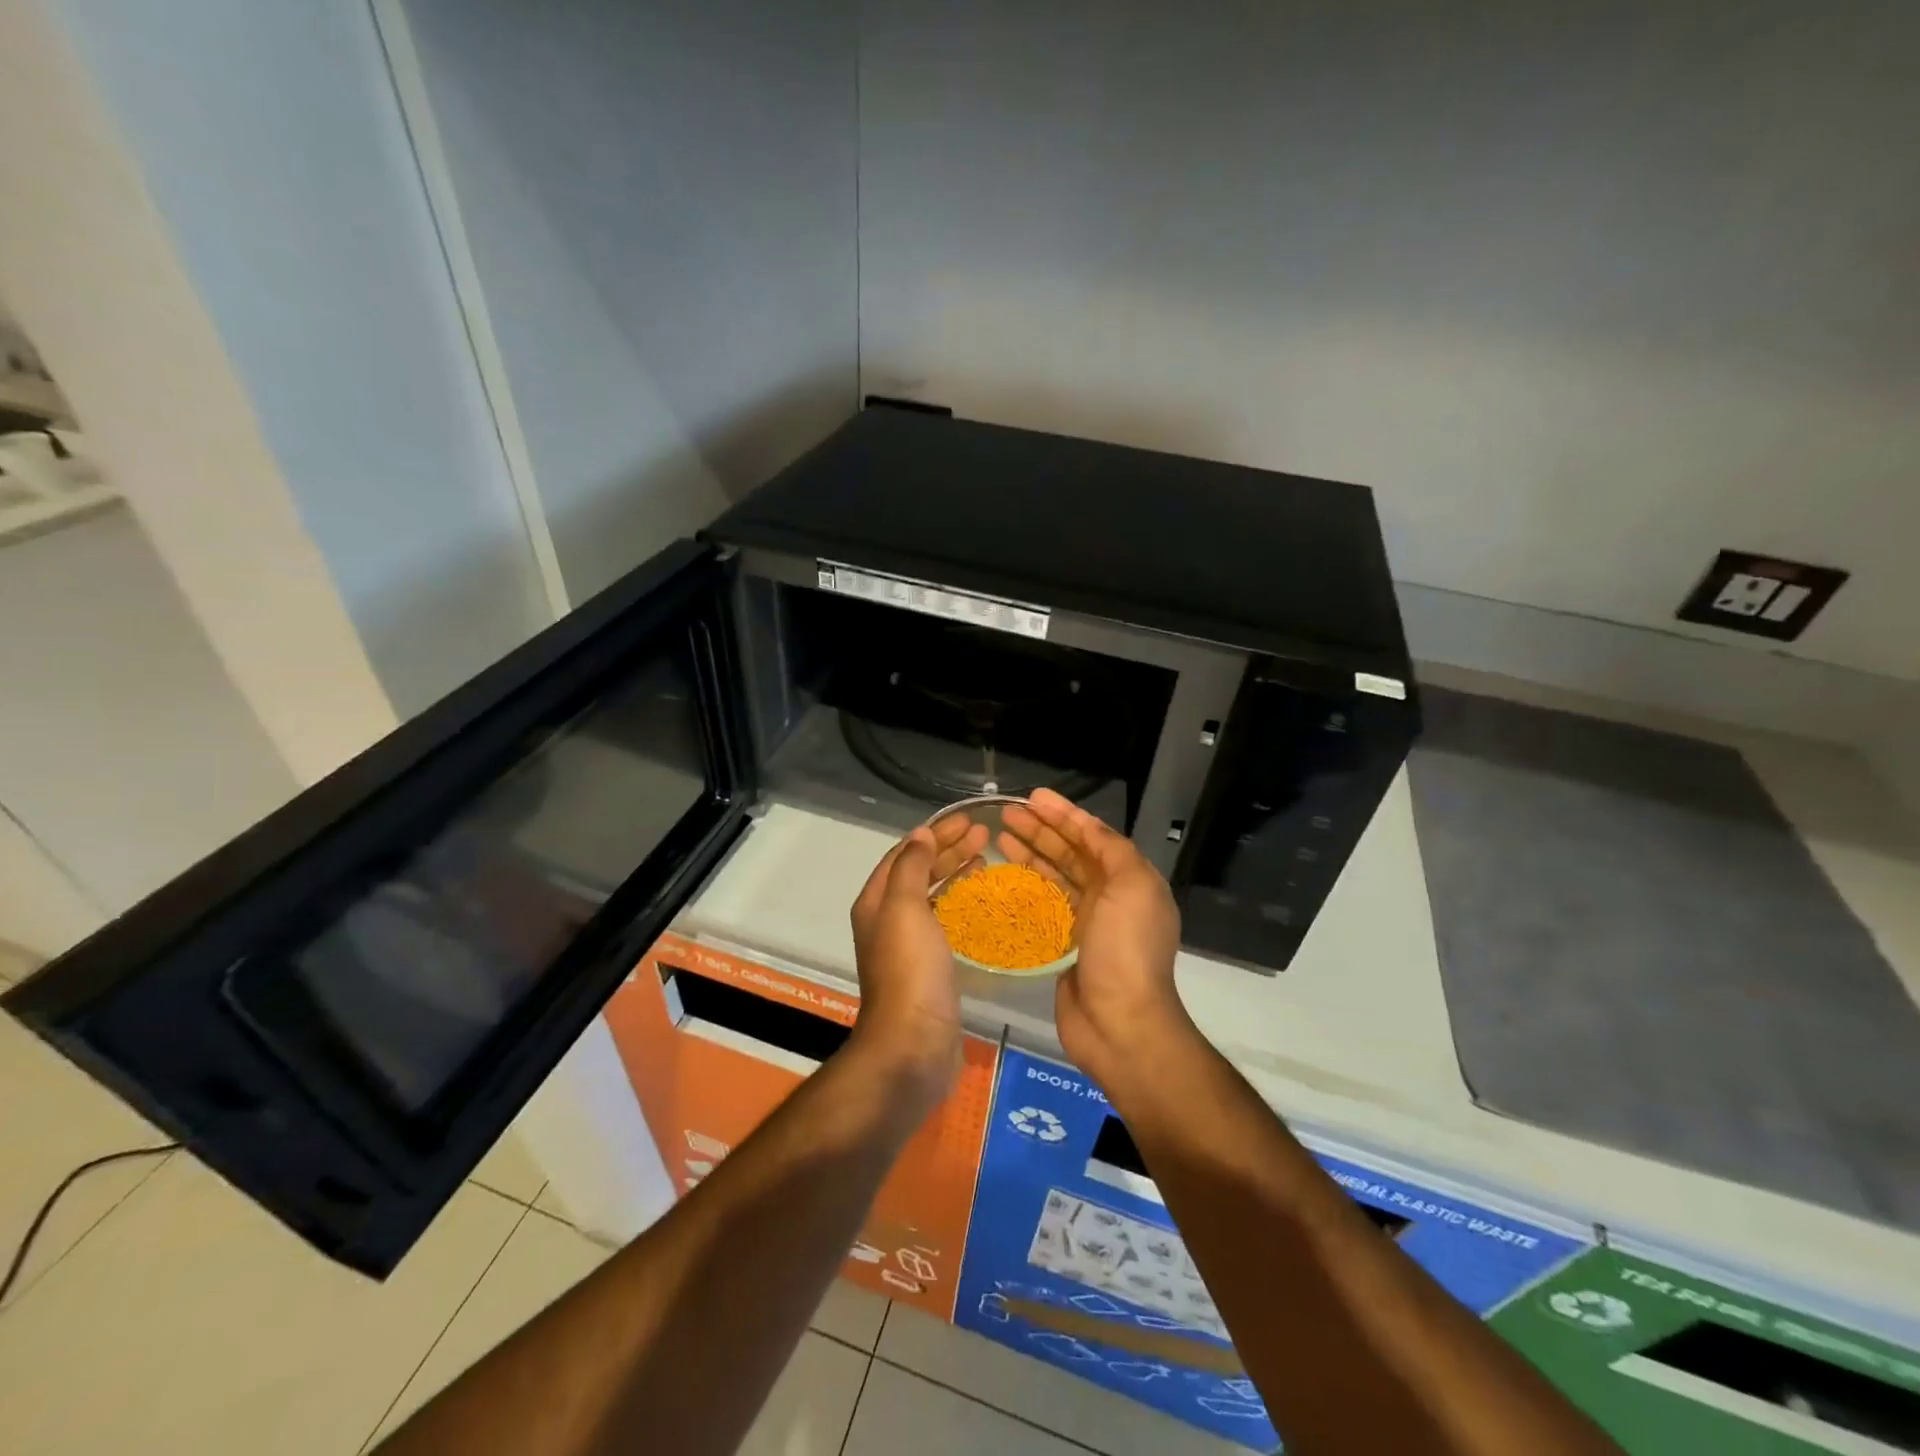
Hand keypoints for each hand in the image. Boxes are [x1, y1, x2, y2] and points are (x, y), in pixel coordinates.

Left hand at [848, 815, 987, 1108]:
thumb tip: (921, 834)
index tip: (967, 819)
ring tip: (985, 857)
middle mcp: (888, 920)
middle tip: (984, 833)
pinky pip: (945, 922)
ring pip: (933, 896)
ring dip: (955, 873)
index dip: (934, 833)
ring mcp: (909, 945)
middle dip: (948, 849)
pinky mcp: (930, 967)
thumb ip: (911, 868)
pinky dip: (961, 903)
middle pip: (919, 872)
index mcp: (876, 902)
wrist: (914, 1044)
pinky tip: (980, 901)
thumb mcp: (904, 907)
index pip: (904, 854)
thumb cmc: (909, 970)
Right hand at [1000, 789, 1195, 1088]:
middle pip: (1071, 853)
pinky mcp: (1064, 946)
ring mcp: (1087, 923)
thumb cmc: (1125, 949)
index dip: (1064, 814)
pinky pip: (1042, 908)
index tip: (1033, 797)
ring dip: (1030, 854)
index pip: (1093, 836)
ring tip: (999, 836)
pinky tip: (1002, 878)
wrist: (1119, 1023)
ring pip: (1054, 878)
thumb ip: (1112, 849)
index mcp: (1130, 880)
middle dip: (1041, 830)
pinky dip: (1025, 890)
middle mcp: (1110, 897)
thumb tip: (1088, 826)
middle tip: (1006, 814)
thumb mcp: (1132, 886)